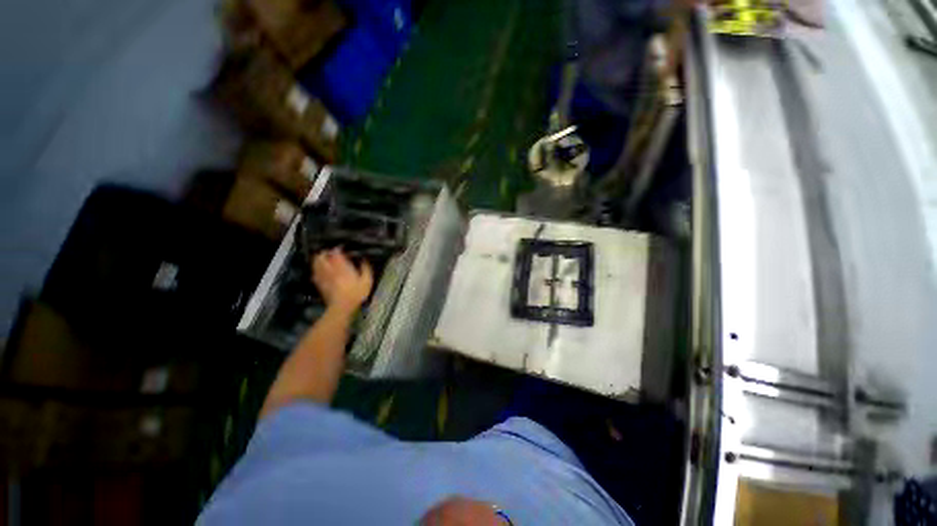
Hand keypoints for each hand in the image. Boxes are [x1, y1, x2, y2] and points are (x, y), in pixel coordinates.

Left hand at [312, 249, 373, 314]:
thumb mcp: (367, 280)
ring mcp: (323, 277)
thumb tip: (364, 260)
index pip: (336, 253)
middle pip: (321, 257)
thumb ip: (365, 268)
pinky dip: (316, 270)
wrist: (342, 307)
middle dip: (324, 253)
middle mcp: (330, 269)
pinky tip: (319, 271)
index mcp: (342, 267)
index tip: (341, 248)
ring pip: (316, 264)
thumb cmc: (356, 293)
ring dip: (318, 260)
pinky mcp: (319, 284)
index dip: (337, 249)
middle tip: (329, 252)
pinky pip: (315, 274)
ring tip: (323, 259)